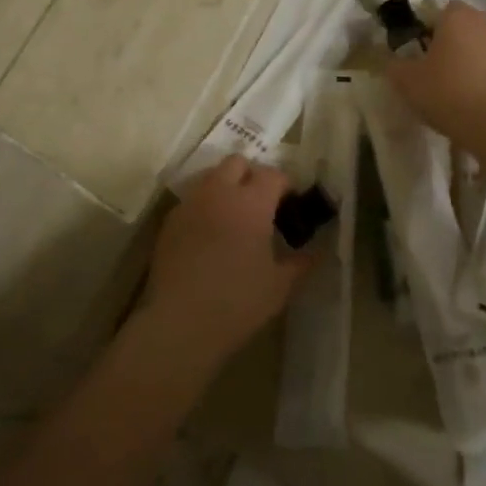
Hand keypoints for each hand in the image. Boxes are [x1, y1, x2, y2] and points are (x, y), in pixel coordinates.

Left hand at [139, 156, 314, 364]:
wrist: (180, 323)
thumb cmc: (238, 302)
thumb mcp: (280, 286)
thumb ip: (300, 263)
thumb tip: (316, 253)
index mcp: (251, 203)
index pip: (273, 174)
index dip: (285, 185)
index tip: (290, 205)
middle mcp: (219, 193)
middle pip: (237, 162)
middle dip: (252, 175)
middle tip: (261, 204)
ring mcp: (191, 205)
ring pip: (211, 177)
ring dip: (226, 187)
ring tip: (235, 217)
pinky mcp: (169, 222)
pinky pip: (192, 200)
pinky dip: (206, 206)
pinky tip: (210, 236)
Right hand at [387, 1, 485, 150]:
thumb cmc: (449, 96)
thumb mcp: (407, 84)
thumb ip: (395, 66)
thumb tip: (394, 60)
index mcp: (458, 18)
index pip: (443, 12)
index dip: (433, 32)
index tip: (427, 57)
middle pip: (471, 28)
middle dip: (461, 46)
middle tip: (447, 77)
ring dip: (485, 62)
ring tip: (473, 94)